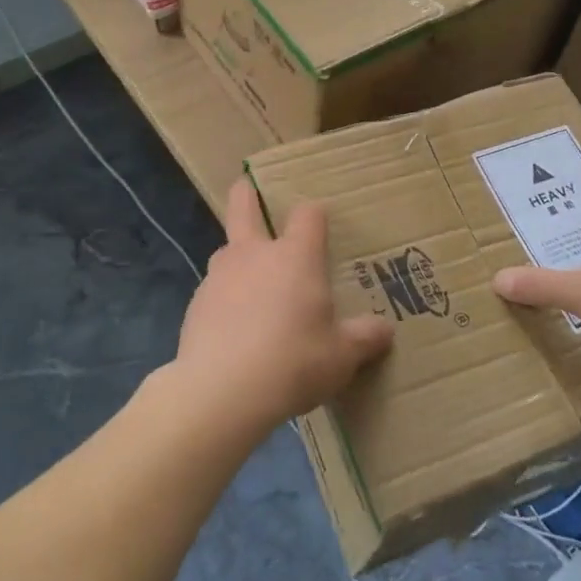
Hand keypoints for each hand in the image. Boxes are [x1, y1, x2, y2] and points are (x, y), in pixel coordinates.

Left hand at [171, 179, 393, 438]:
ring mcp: (219, 276)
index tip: (320, 221)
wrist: (220, 392)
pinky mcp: (196, 304)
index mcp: (295, 256)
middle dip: (246, 195)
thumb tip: (385, 330)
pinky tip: (234, 329)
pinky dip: (225, 299)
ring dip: (238, 258)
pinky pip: (215, 290)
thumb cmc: (293, 362)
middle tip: (247, 188)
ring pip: (227, 251)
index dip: (315, 214)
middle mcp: (254, 254)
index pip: (308, 215)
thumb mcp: (341, 357)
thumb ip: (363, 339)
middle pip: (243, 207)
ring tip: (252, 286)